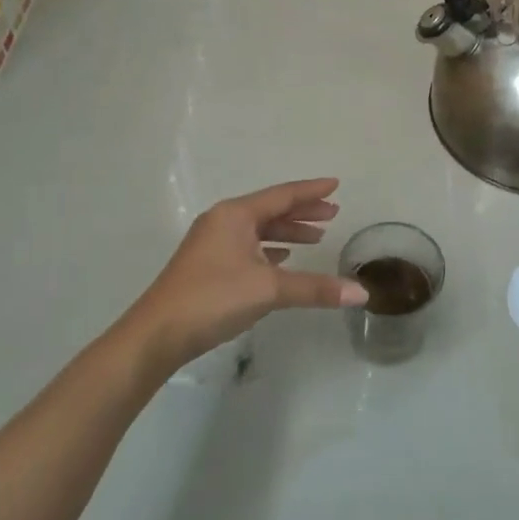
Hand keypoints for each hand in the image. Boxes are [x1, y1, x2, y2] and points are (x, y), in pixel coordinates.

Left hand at [120, 178, 365, 375]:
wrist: (156, 335)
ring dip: (287, 232)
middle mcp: (223, 221)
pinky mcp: (207, 266)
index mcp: (236, 215)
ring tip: (315, 238)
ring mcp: (212, 243)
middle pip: (271, 209)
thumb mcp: (268, 289)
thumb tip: (362, 294)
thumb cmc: (213, 298)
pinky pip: (247, 246)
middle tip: (333, 213)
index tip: (336, 185)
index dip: (311, 191)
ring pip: (258, 230)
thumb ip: (315, 288)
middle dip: (302, 211)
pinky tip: (282, 260)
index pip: (282, 195)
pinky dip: (269, 249)